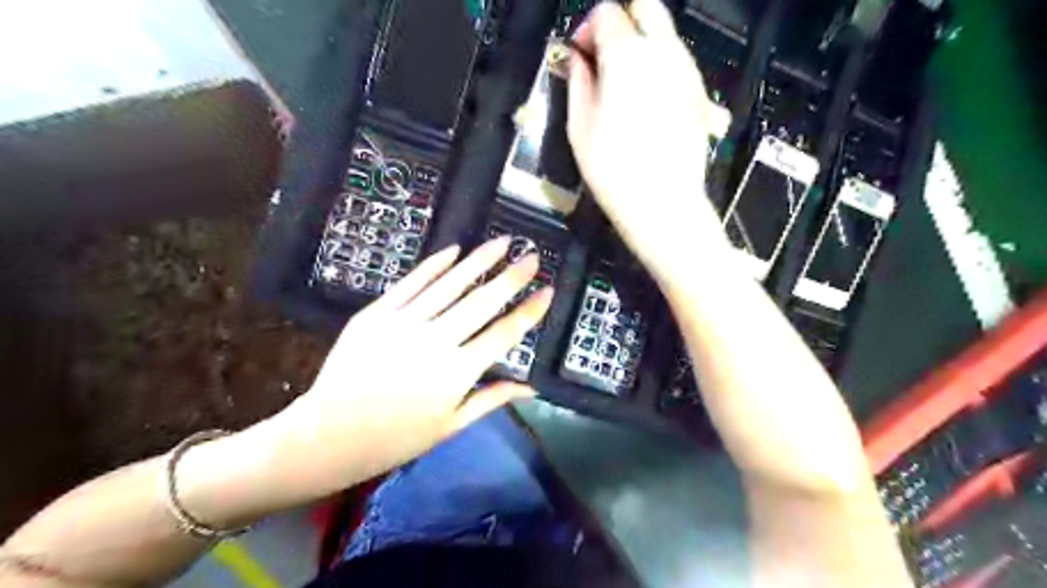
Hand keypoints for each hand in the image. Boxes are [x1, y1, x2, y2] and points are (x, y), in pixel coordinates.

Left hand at [267, 238, 549, 491]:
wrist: (328, 436)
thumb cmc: (396, 438)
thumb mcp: (450, 426)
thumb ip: (492, 399)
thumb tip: (531, 388)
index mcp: (457, 373)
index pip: (504, 334)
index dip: (529, 311)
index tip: (547, 290)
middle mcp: (436, 342)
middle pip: (482, 301)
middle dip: (511, 276)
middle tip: (531, 256)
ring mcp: (404, 323)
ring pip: (450, 284)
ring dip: (478, 261)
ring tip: (501, 242)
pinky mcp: (376, 313)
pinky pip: (412, 283)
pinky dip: (435, 265)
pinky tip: (454, 250)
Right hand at [570, 1, 728, 277]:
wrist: (663, 204)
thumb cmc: (613, 170)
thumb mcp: (579, 127)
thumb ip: (578, 82)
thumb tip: (578, 59)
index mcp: (627, 55)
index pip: (606, 13)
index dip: (587, 30)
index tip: (580, 57)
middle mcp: (663, 51)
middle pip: (646, 6)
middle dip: (621, 22)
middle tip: (604, 57)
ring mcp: (688, 71)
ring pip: (665, 34)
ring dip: (642, 45)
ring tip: (624, 86)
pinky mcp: (701, 93)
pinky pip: (678, 62)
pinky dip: (660, 67)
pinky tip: (648, 103)